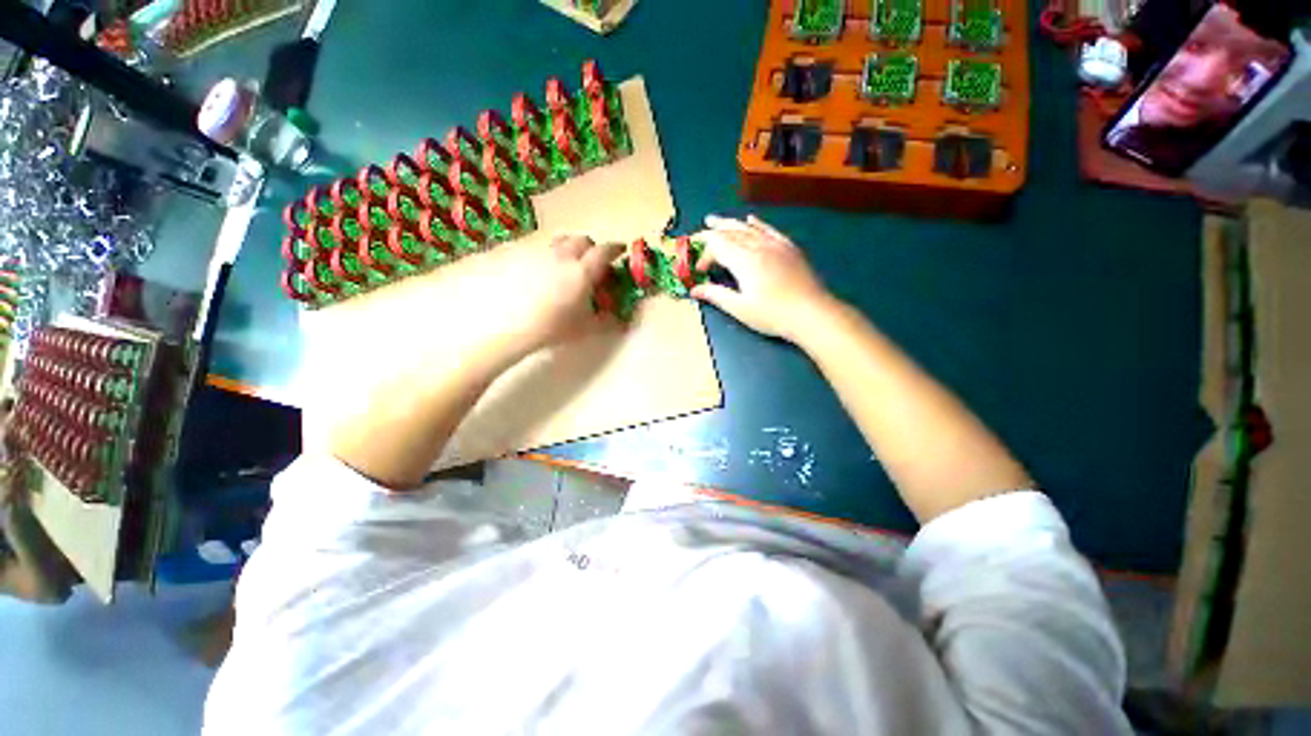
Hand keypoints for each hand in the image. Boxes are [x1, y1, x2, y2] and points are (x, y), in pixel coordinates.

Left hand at [473, 234, 623, 358]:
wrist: (509, 324)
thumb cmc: (553, 326)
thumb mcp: (585, 328)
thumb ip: (606, 322)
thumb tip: (623, 323)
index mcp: (583, 271)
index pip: (604, 252)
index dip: (615, 249)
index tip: (621, 250)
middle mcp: (563, 256)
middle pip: (581, 240)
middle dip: (591, 247)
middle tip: (593, 260)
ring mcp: (539, 254)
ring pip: (559, 241)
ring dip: (568, 247)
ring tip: (567, 263)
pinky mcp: (519, 257)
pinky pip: (538, 250)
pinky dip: (546, 256)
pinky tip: (541, 273)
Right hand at [692, 214, 834, 341]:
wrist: (812, 313)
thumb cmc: (773, 314)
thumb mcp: (740, 308)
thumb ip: (716, 295)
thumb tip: (694, 290)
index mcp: (744, 260)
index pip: (717, 246)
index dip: (704, 254)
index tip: (699, 270)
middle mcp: (758, 246)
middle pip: (730, 233)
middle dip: (711, 233)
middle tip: (696, 234)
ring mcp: (775, 245)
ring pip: (747, 228)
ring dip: (729, 223)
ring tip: (714, 220)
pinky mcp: (789, 248)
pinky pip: (769, 229)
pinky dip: (757, 223)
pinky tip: (751, 219)